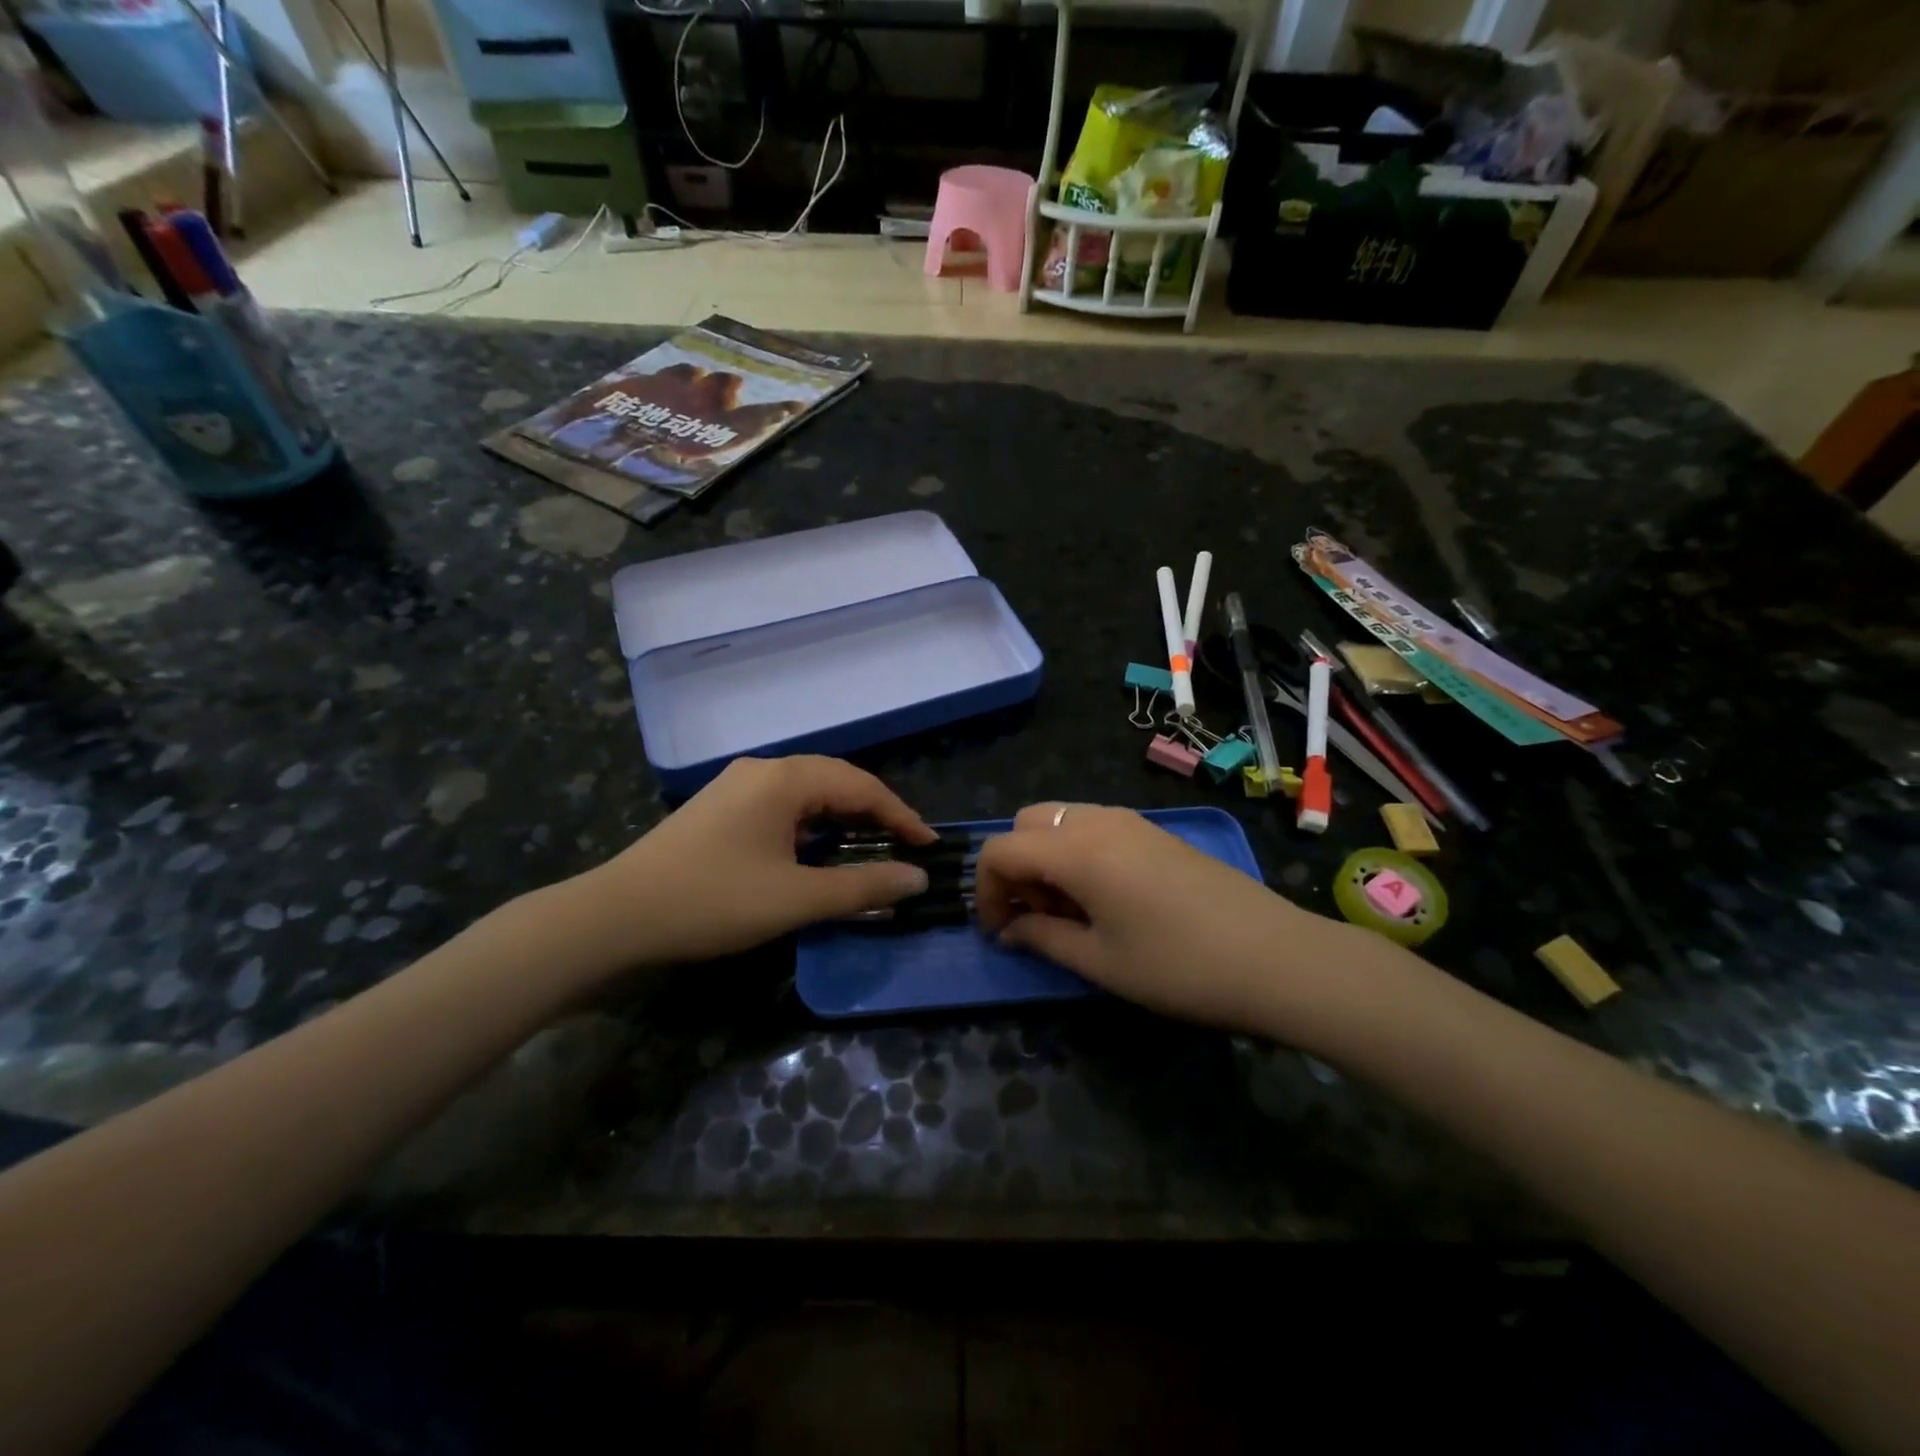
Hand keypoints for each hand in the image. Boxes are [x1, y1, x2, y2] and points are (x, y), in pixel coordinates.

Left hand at [577, 756, 936, 965]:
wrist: (616, 916)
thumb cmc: (713, 901)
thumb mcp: (796, 898)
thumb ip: (861, 886)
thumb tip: (916, 877)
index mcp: (784, 779)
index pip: (861, 787)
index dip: (901, 816)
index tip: (929, 845)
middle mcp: (762, 769)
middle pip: (835, 780)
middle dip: (874, 812)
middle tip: (904, 844)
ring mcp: (736, 785)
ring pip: (807, 791)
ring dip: (842, 816)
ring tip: (868, 845)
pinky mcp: (719, 807)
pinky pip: (781, 804)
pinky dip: (811, 823)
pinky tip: (815, 848)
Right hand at [973, 803, 1336, 1030]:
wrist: (1276, 957)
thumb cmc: (1178, 966)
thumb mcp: (1099, 962)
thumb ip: (1042, 938)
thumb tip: (1009, 930)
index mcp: (1076, 849)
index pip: (1000, 849)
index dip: (985, 890)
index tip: (1000, 931)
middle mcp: (1098, 820)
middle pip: (1028, 822)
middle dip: (1016, 867)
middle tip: (1038, 917)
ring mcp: (1131, 820)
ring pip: (1062, 821)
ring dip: (1047, 859)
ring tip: (1073, 913)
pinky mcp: (1155, 831)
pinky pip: (1095, 827)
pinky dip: (1079, 853)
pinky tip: (1107, 899)